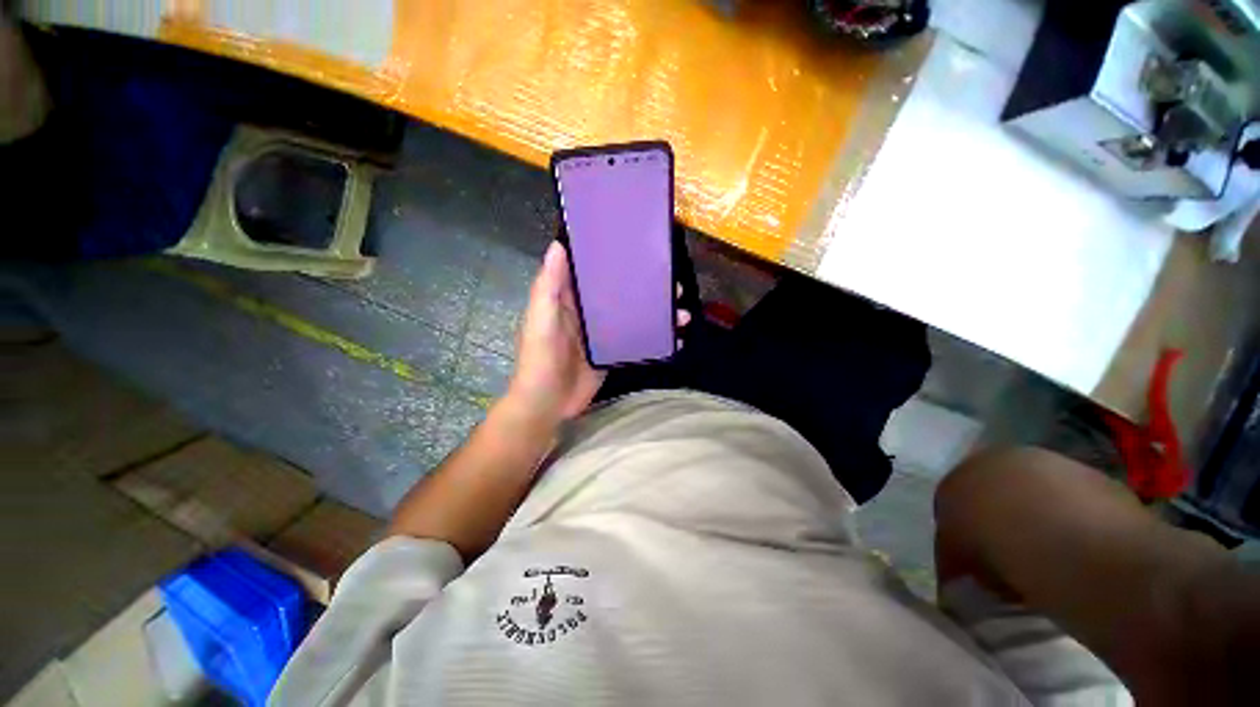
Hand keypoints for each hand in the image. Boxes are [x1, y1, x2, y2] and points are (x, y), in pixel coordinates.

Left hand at [504, 241, 695, 429]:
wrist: (548, 403)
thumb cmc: (541, 358)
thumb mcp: (541, 319)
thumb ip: (549, 286)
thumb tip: (558, 245)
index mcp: (569, 299)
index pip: (592, 272)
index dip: (612, 259)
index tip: (638, 247)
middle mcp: (588, 313)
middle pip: (619, 293)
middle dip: (644, 287)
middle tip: (673, 282)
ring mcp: (603, 335)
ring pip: (632, 316)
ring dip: (656, 313)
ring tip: (681, 312)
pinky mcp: (613, 354)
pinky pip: (636, 341)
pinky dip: (654, 338)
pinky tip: (675, 338)